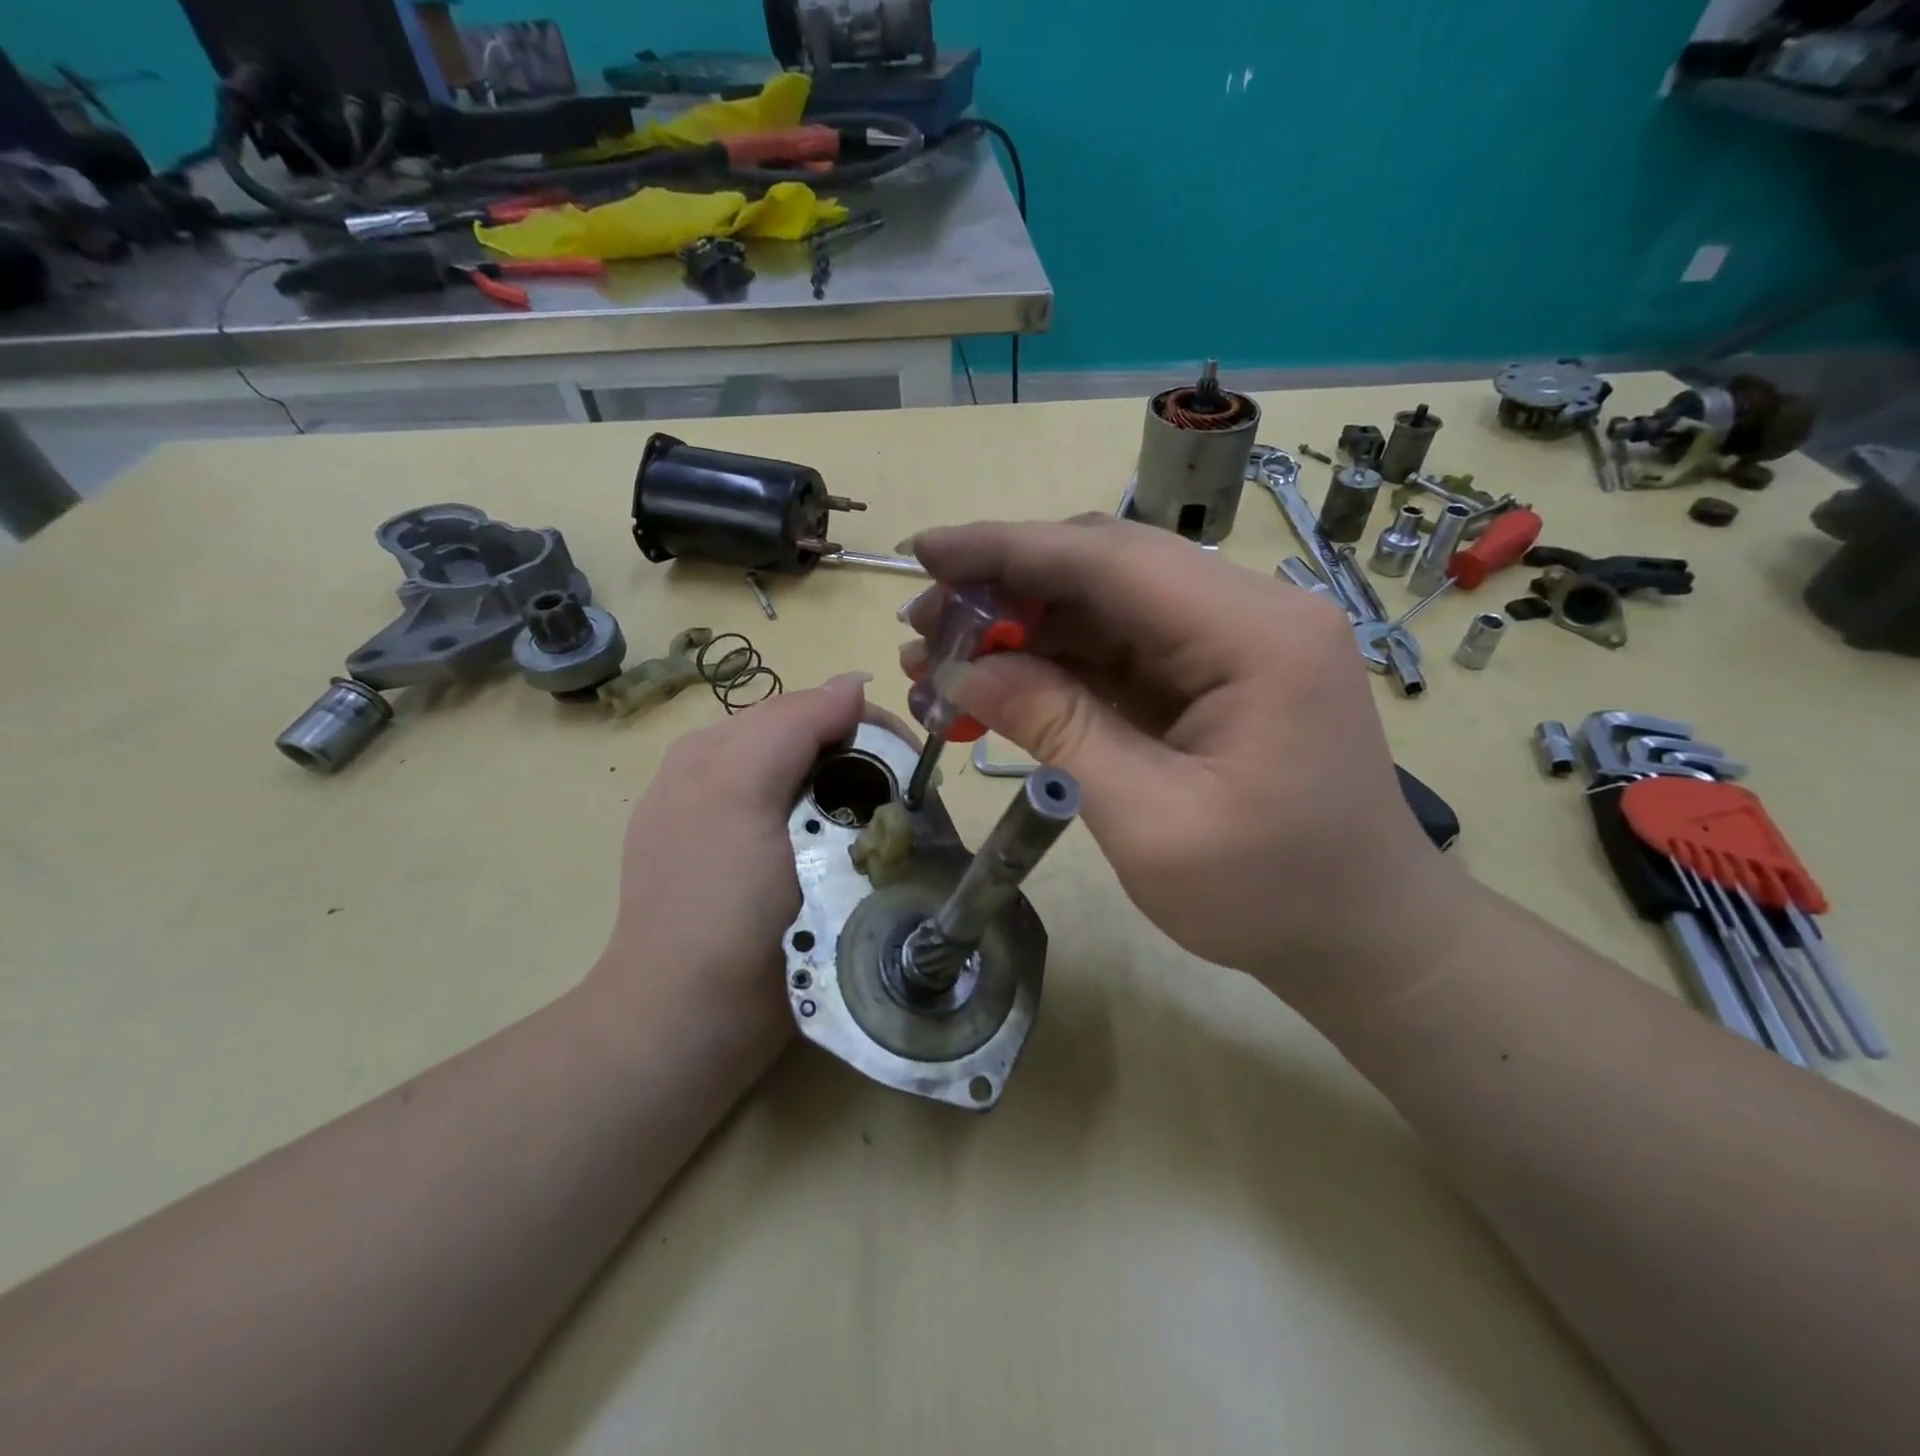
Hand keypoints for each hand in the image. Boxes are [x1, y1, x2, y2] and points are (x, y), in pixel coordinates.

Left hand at [586, 673, 876, 1043]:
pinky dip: (845, 835)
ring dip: (860, 800)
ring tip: (895, 831)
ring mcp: (740, 834)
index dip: (861, 725)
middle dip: (865, 762)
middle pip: (812, 749)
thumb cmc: (718, 899)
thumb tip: (853, 683)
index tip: (912, 761)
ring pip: (818, 790)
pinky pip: (815, 833)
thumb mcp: (739, 792)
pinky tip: (861, 857)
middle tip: (910, 801)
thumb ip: (790, 726)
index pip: (802, 711)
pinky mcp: (761, 878)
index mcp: (713, 753)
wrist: (693, 1018)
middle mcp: (722, 782)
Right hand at [902, 518, 1458, 1000]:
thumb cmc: (1269, 894)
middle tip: (923, 624)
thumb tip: (962, 672)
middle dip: (1006, 587)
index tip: (924, 553)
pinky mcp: (1212, 675)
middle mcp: (1249, 613)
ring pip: (1106, 605)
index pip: (1110, 560)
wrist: (1360, 936)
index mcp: (1255, 634)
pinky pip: (1121, 648)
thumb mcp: (1150, 818)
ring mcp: (1233, 642)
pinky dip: (1055, 662)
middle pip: (1106, 568)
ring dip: (1023, 625)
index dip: (1007, 549)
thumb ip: (1057, 727)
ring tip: (942, 658)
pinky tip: (998, 683)